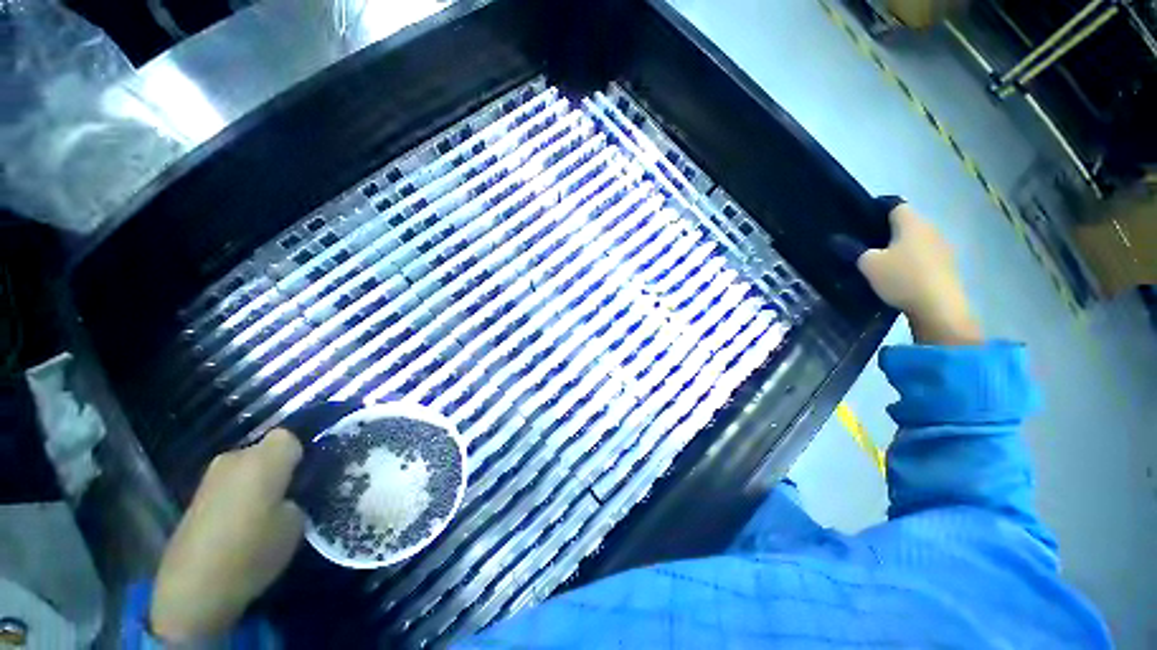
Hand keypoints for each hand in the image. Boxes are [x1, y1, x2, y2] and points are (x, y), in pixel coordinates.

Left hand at [150, 429, 304, 641]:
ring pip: (247, 468)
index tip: (306, 478)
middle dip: (279, 468)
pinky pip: (230, 486)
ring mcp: (211, 477)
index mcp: (264, 459)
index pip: (291, 438)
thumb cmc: (252, 551)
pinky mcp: (196, 497)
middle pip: (266, 451)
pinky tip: (242, 524)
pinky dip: (240, 496)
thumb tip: (291, 493)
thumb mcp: (295, 524)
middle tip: (291, 496)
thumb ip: (297, 497)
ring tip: (267, 513)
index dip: (301, 455)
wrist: (192, 588)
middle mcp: (235, 458)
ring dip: (258, 482)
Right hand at [857, 203, 982, 344]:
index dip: (876, 211)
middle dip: (886, 233)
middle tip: (863, 245)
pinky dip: (910, 264)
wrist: (939, 309)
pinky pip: (923, 258)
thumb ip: (852, 250)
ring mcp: (942, 249)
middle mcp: (931, 230)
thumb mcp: (868, 265)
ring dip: (900, 250)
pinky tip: (896, 277)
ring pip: (915, 242)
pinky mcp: (946, 268)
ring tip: (878, 264)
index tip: (859, 223)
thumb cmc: (902, 278)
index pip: (894, 205)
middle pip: (906, 224)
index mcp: (912, 223)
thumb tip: (837, 239)